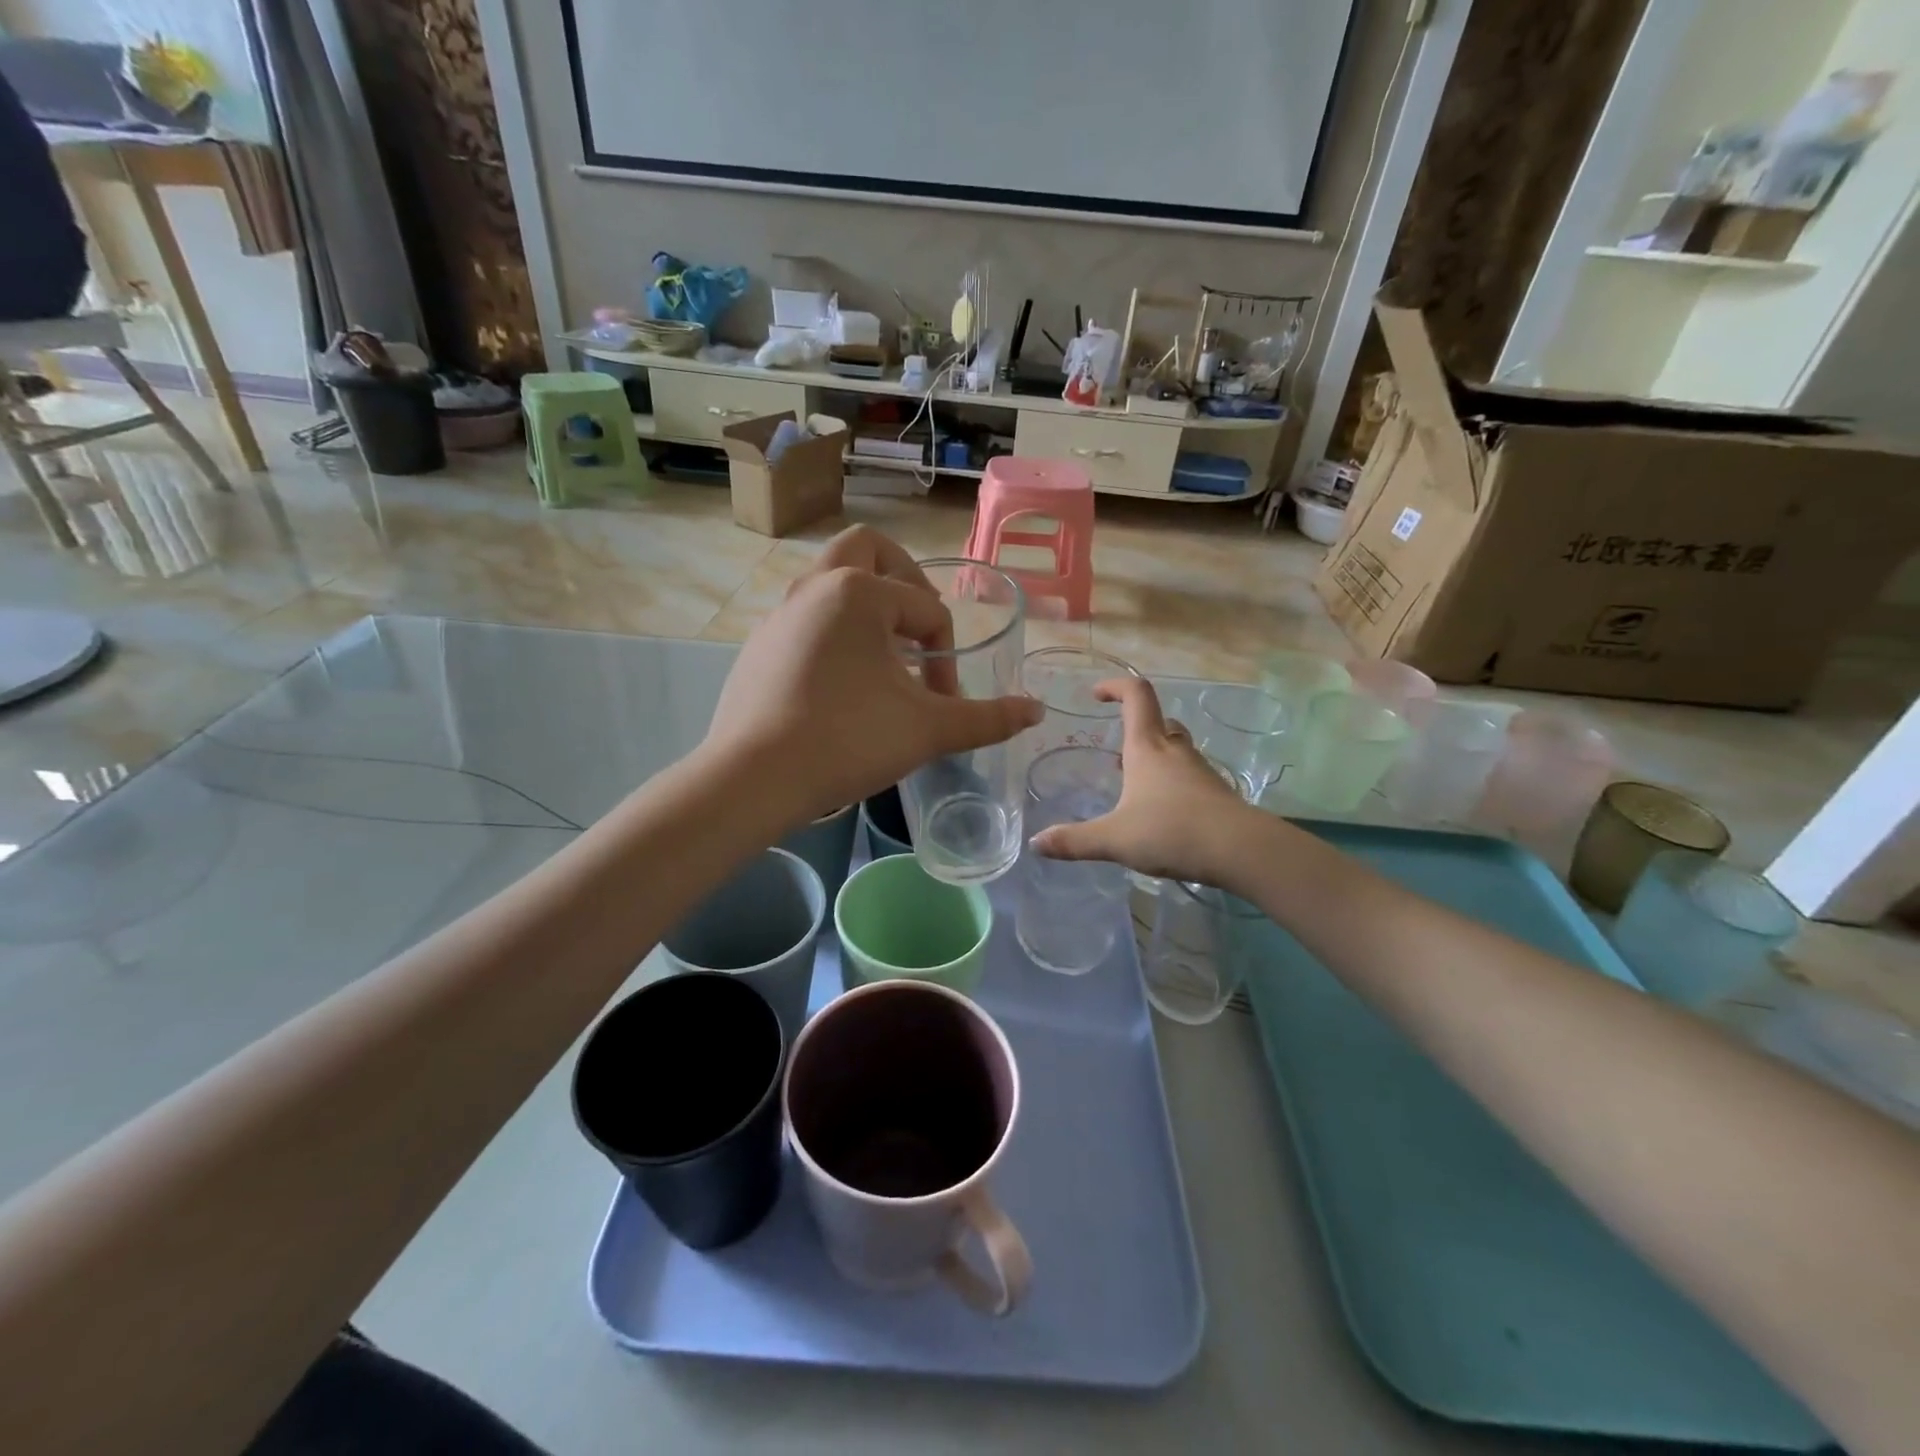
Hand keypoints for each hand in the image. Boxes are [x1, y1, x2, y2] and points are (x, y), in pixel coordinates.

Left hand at [701, 528, 1041, 823]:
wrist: (753, 779)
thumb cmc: (847, 741)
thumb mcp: (927, 730)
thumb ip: (986, 718)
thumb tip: (1036, 711)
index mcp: (858, 592)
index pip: (926, 609)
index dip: (947, 656)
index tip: (944, 702)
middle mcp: (814, 587)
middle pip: (867, 550)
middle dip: (904, 578)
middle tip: (919, 623)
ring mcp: (779, 614)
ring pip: (830, 580)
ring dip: (867, 603)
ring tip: (887, 654)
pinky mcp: (759, 645)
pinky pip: (806, 616)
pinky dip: (834, 630)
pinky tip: (843, 681)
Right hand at [1030, 677, 1254, 884]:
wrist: (1240, 850)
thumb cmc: (1171, 831)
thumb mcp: (1114, 839)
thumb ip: (1074, 841)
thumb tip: (1036, 843)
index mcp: (1147, 747)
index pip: (1136, 696)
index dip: (1116, 686)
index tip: (1096, 694)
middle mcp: (1174, 751)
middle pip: (1158, 721)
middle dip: (1135, 729)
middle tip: (1116, 756)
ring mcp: (1199, 770)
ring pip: (1175, 749)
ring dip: (1154, 757)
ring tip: (1133, 786)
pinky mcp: (1215, 793)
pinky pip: (1187, 775)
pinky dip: (1171, 782)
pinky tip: (1160, 813)